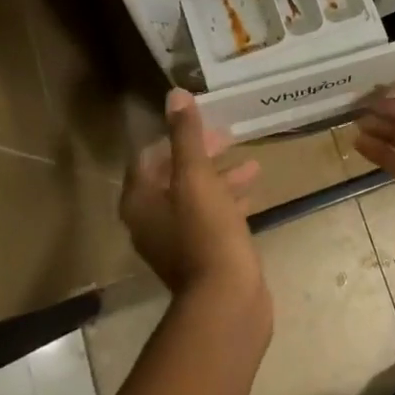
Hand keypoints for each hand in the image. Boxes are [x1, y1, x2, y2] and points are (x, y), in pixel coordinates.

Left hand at [121, 90, 263, 298]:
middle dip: (202, 154)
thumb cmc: (207, 233)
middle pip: (173, 176)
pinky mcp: (200, 255)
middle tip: (230, 139)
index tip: (206, 125)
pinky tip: (253, 194)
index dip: (176, 136)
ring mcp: (175, 241)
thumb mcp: (197, 177)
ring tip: (253, 164)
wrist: (226, 301)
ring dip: (220, 177)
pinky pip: (211, 218)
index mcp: (140, 201)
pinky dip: (228, 201)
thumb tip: (174, 94)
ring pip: (195, 197)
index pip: (149, 156)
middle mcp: (150, 220)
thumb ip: (186, 136)